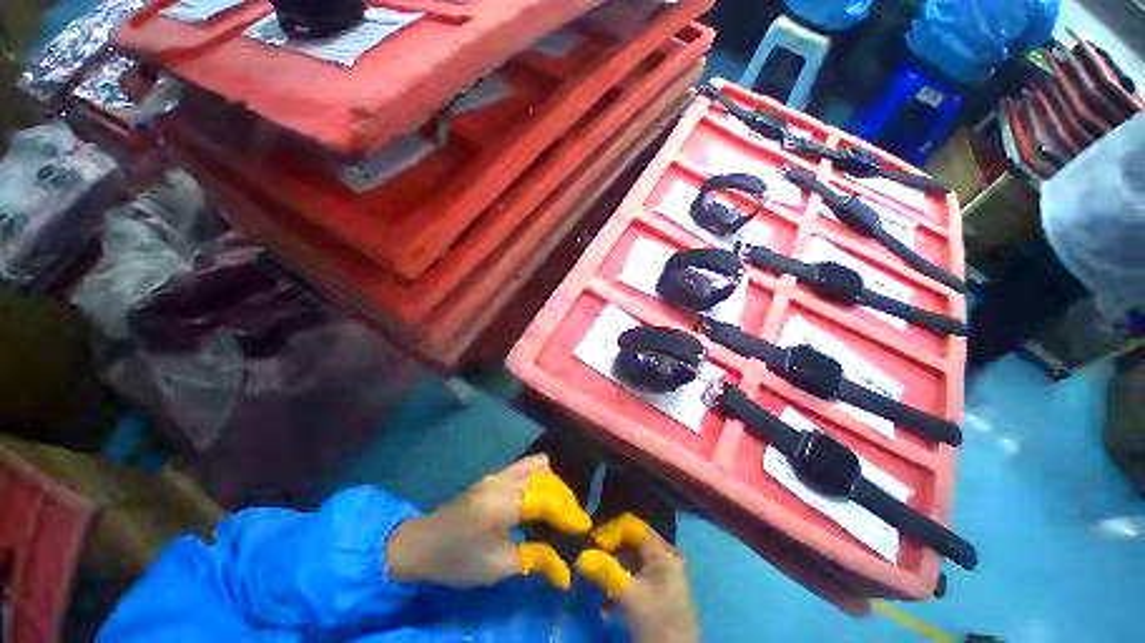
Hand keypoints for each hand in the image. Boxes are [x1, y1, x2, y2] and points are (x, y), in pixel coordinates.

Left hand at [386, 454, 591, 588]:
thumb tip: (566, 570)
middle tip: (573, 524)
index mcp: (501, 504)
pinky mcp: (495, 474)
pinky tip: (543, 495)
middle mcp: (503, 480)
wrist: (421, 543)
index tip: (584, 528)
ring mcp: (498, 473)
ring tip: (559, 509)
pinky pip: (527, 465)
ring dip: (554, 485)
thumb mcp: (496, 567)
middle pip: (547, 479)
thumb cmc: (457, 560)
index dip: (568, 512)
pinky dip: (542, 477)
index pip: (546, 499)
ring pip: (540, 467)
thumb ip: (534, 560)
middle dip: (565, 499)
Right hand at [576, 516, 699, 642]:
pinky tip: (605, 603)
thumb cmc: (658, 625)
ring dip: (609, 567)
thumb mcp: (630, 598)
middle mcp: (661, 555)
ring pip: (628, 557)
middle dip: (607, 549)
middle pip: (629, 539)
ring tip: (592, 580)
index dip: (609, 531)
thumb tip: (580, 555)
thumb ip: (606, 572)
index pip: (631, 525)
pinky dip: (616, 582)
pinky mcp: (654, 590)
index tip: (590, 548)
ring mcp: (659, 573)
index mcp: (662, 551)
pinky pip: (631, 574)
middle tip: (587, 562)